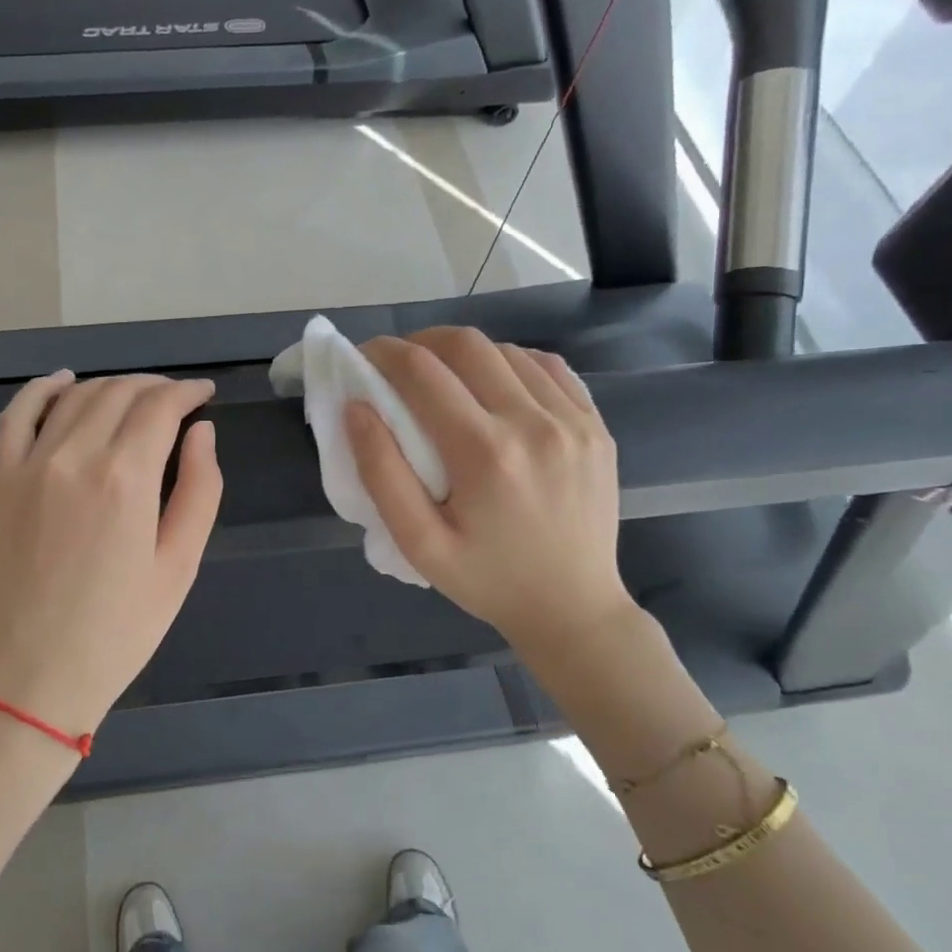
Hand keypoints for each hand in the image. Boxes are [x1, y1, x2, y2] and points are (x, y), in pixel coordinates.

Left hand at [0, 372, 222, 740]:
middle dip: (155, 386)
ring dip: (112, 385)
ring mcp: (30, 465)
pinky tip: (62, 380)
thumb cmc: (117, 632)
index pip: (161, 407)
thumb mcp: (179, 568)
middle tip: (178, 399)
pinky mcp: (1, 481)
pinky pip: (17, 415)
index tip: (205, 394)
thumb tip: (202, 432)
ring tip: (136, 396)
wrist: (29, 678)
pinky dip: (41, 389)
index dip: (188, 392)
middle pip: (120, 392)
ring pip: (76, 396)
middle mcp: (75, 455)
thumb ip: (199, 490)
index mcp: (126, 478)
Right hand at [346, 327, 634, 647]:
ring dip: (465, 353)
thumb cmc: (487, 581)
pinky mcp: (595, 425)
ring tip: (444, 378)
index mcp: (484, 453)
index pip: (422, 372)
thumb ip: (381, 473)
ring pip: (507, 350)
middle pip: (466, 345)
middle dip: (421, 343)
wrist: (573, 609)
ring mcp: (573, 420)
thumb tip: (356, 408)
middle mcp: (533, 423)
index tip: (362, 357)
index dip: (384, 353)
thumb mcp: (419, 543)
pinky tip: (494, 386)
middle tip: (398, 365)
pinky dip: (510, 363)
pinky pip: (548, 367)